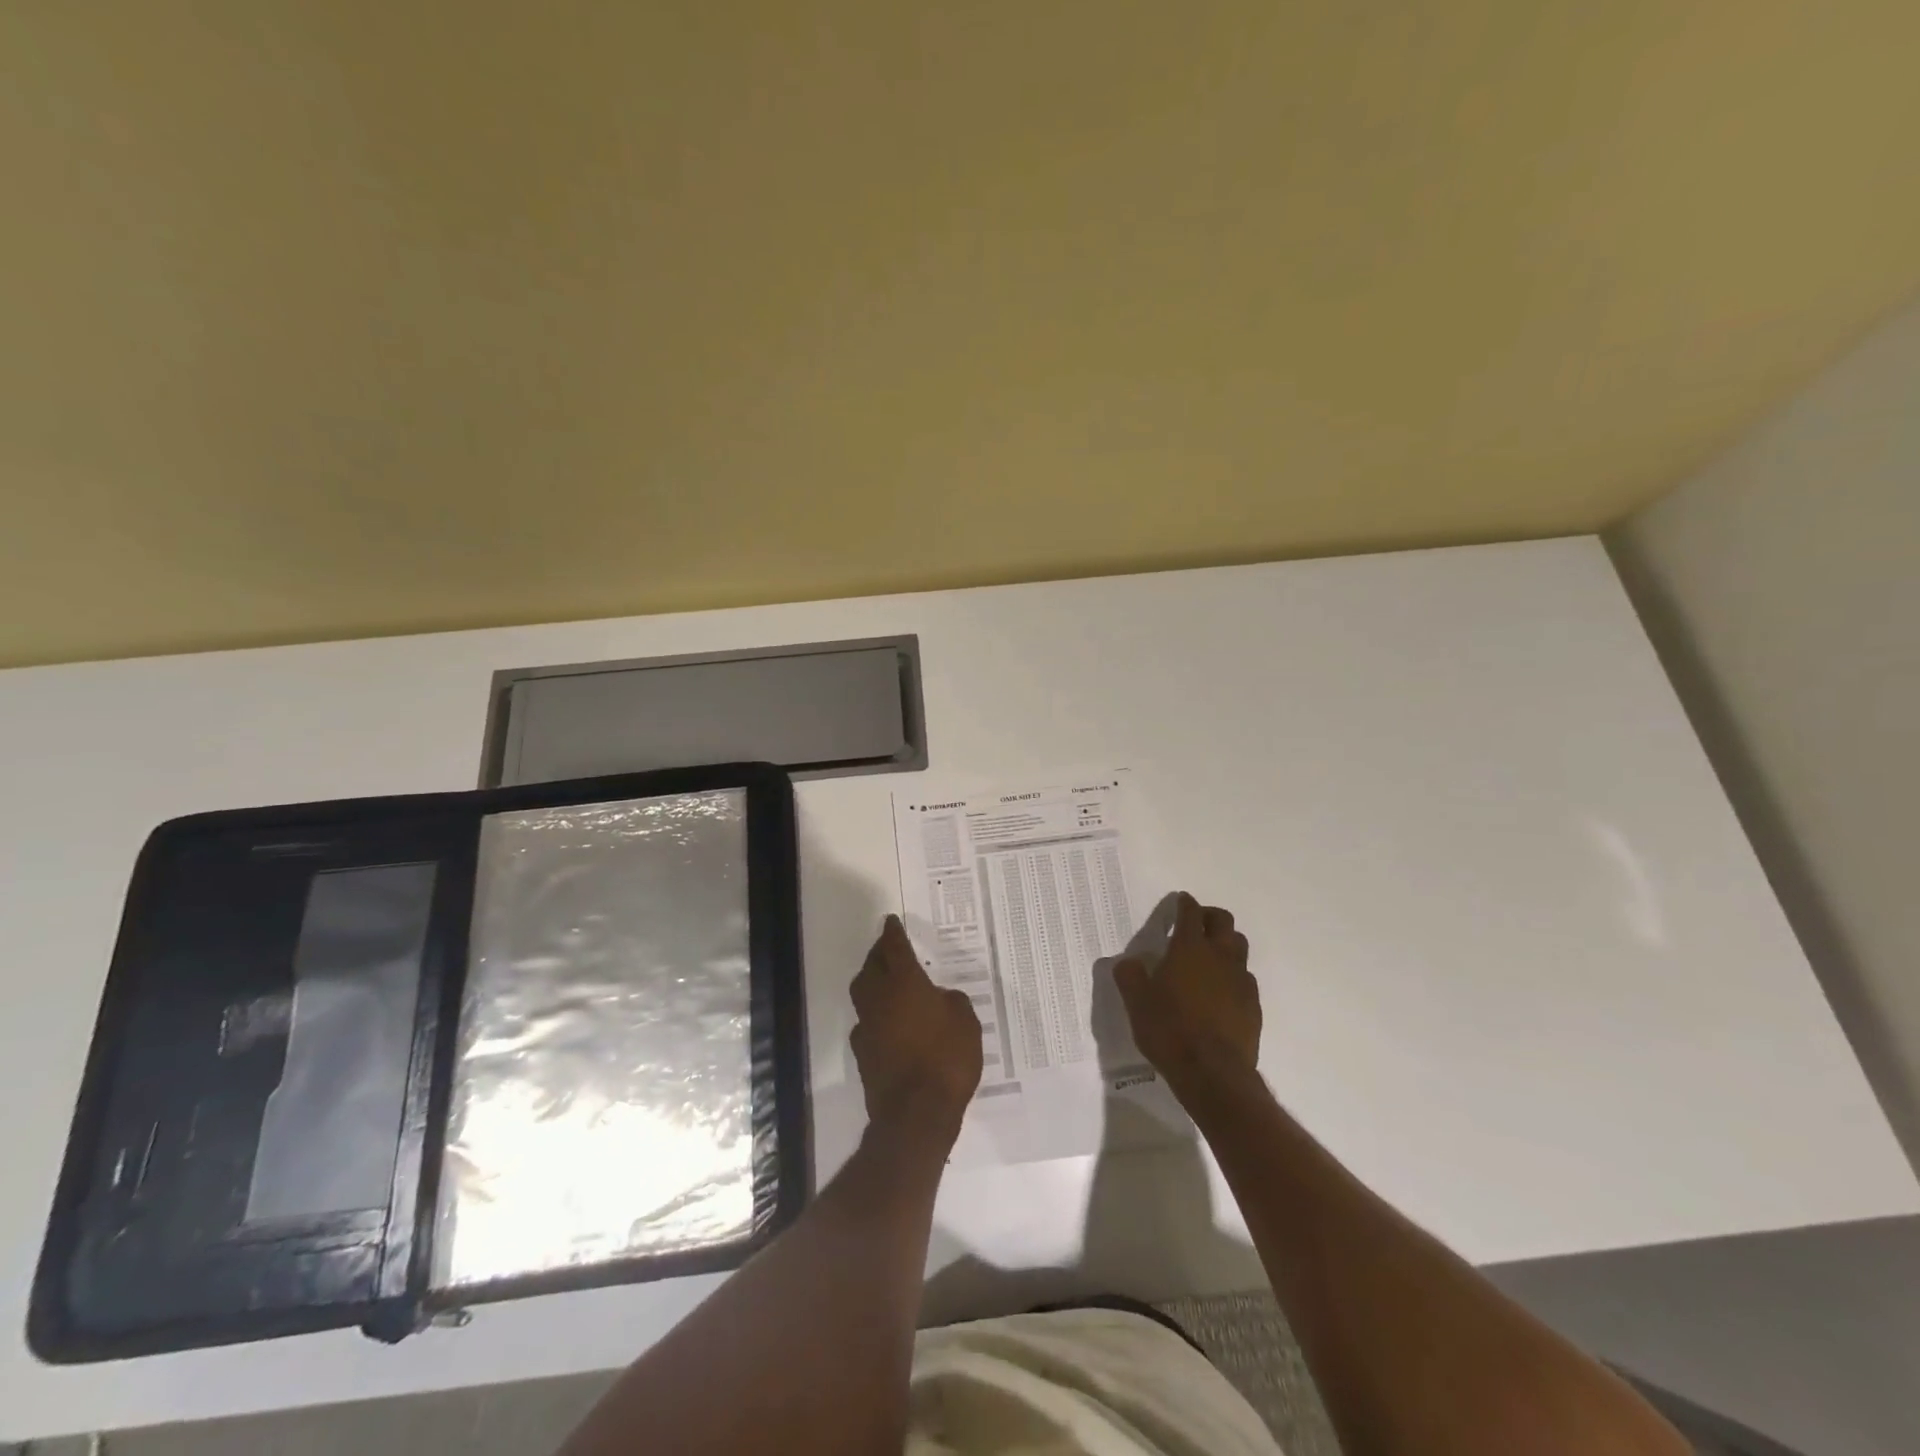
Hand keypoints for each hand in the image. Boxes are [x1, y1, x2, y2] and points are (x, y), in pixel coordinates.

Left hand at [850, 915, 983, 1141]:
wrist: (916, 1114)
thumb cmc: (947, 1059)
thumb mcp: (966, 1023)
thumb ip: (952, 1002)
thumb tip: (940, 999)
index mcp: (905, 983)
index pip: (894, 948)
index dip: (892, 933)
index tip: (891, 922)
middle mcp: (880, 999)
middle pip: (871, 967)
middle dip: (878, 955)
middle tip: (888, 949)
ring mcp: (867, 1027)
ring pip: (863, 994)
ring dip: (872, 983)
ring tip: (887, 982)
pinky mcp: (863, 1054)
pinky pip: (866, 1023)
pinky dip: (875, 1016)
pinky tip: (889, 1023)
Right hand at [1114, 892, 1260, 1101]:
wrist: (1213, 1074)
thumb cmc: (1169, 1030)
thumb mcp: (1136, 1002)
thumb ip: (1130, 975)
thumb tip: (1129, 962)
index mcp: (1189, 948)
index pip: (1190, 913)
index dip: (1185, 903)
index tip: (1181, 900)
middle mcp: (1219, 956)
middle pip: (1223, 921)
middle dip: (1209, 916)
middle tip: (1196, 924)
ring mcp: (1241, 980)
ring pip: (1239, 947)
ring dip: (1225, 943)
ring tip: (1210, 956)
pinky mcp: (1253, 1005)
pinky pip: (1245, 978)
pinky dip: (1233, 975)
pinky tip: (1221, 992)